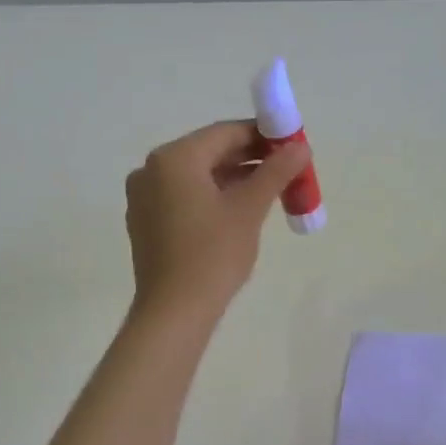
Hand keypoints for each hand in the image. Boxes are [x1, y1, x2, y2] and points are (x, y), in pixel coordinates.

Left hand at [125, 120, 309, 317]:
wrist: (174, 311)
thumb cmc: (213, 254)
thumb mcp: (249, 209)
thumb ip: (275, 171)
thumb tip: (301, 147)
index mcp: (174, 158)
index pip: (225, 132)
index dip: (263, 135)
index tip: (293, 145)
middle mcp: (152, 169)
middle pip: (210, 152)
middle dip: (250, 158)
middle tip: (287, 169)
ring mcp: (144, 197)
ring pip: (198, 176)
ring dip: (234, 179)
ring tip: (271, 190)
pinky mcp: (146, 222)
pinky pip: (185, 196)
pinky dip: (213, 196)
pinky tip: (240, 210)